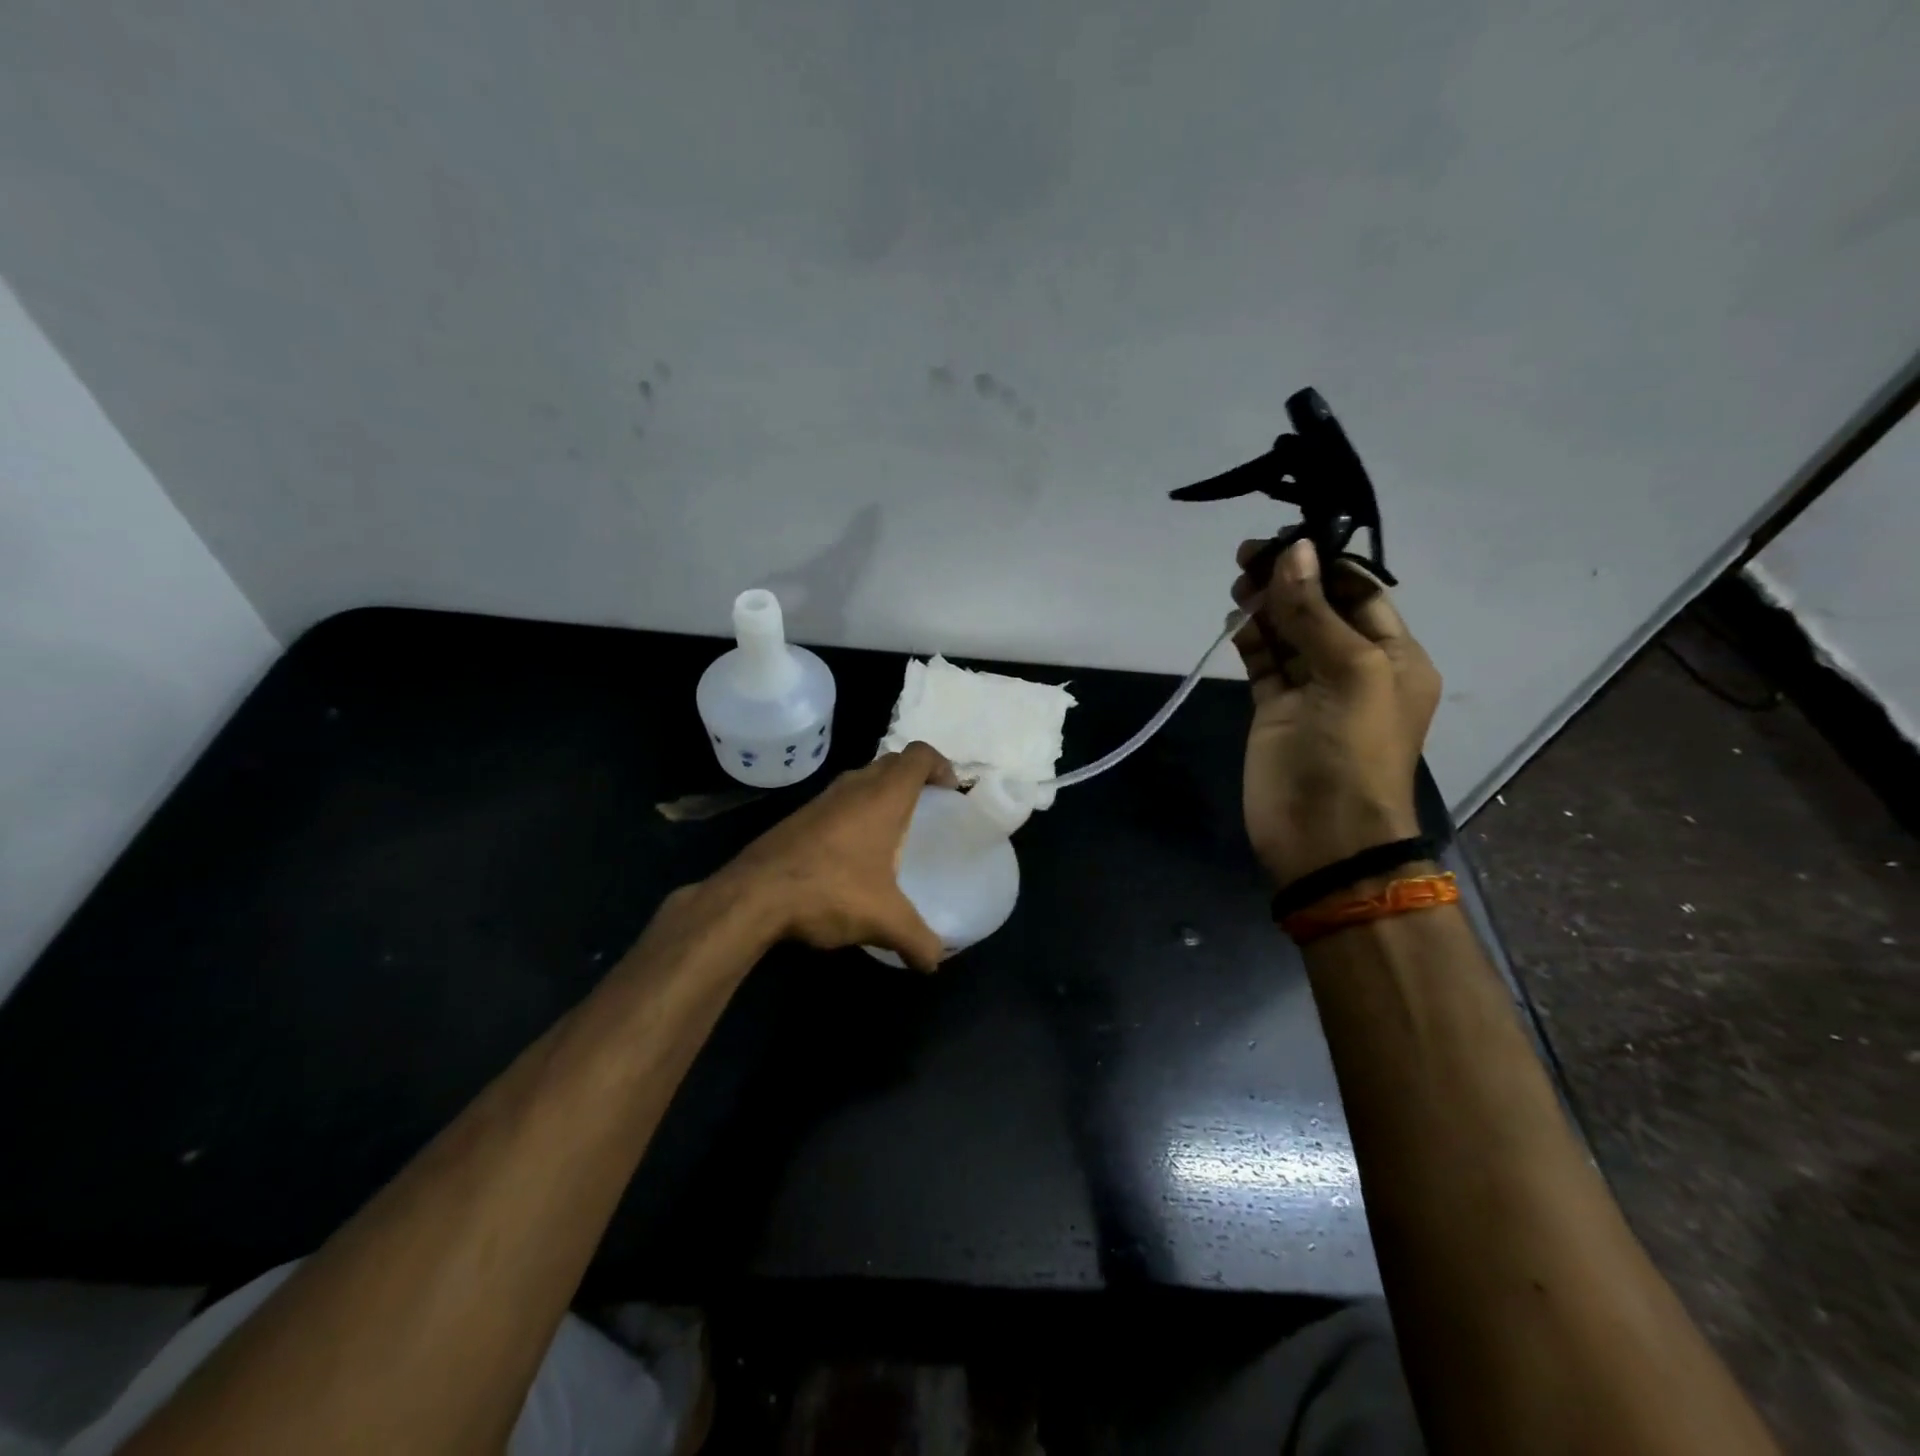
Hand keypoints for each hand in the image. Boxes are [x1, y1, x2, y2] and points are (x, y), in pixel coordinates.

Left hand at [717, 741, 958, 971]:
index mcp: (883, 796)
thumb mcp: (883, 920)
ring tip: (893, 830)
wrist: (752, 895)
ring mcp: (822, 799)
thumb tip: (936, 961)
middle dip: (914, 777)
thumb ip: (918, 940)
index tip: (950, 792)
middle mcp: (853, 787)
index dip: (940, 765)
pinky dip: (855, 811)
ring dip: (881, 793)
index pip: (919, 755)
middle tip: (928, 808)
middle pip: (892, 761)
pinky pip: (839, 800)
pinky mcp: (798, 817)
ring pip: (862, 779)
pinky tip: (854, 851)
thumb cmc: (830, 891)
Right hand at [1231, 538, 1441, 887]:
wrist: (1322, 836)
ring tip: (1238, 585)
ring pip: (1287, 633)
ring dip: (1266, 606)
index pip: (1360, 592)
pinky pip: (1264, 663)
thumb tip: (1294, 552)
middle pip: (1319, 608)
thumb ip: (1315, 613)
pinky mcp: (1275, 710)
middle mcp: (1354, 667)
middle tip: (1247, 559)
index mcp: (1394, 656)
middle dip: (1288, 581)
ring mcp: (1311, 690)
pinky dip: (1250, 639)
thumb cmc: (1350, 752)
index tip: (1283, 541)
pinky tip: (1235, 620)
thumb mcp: (1347, 673)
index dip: (1323, 564)